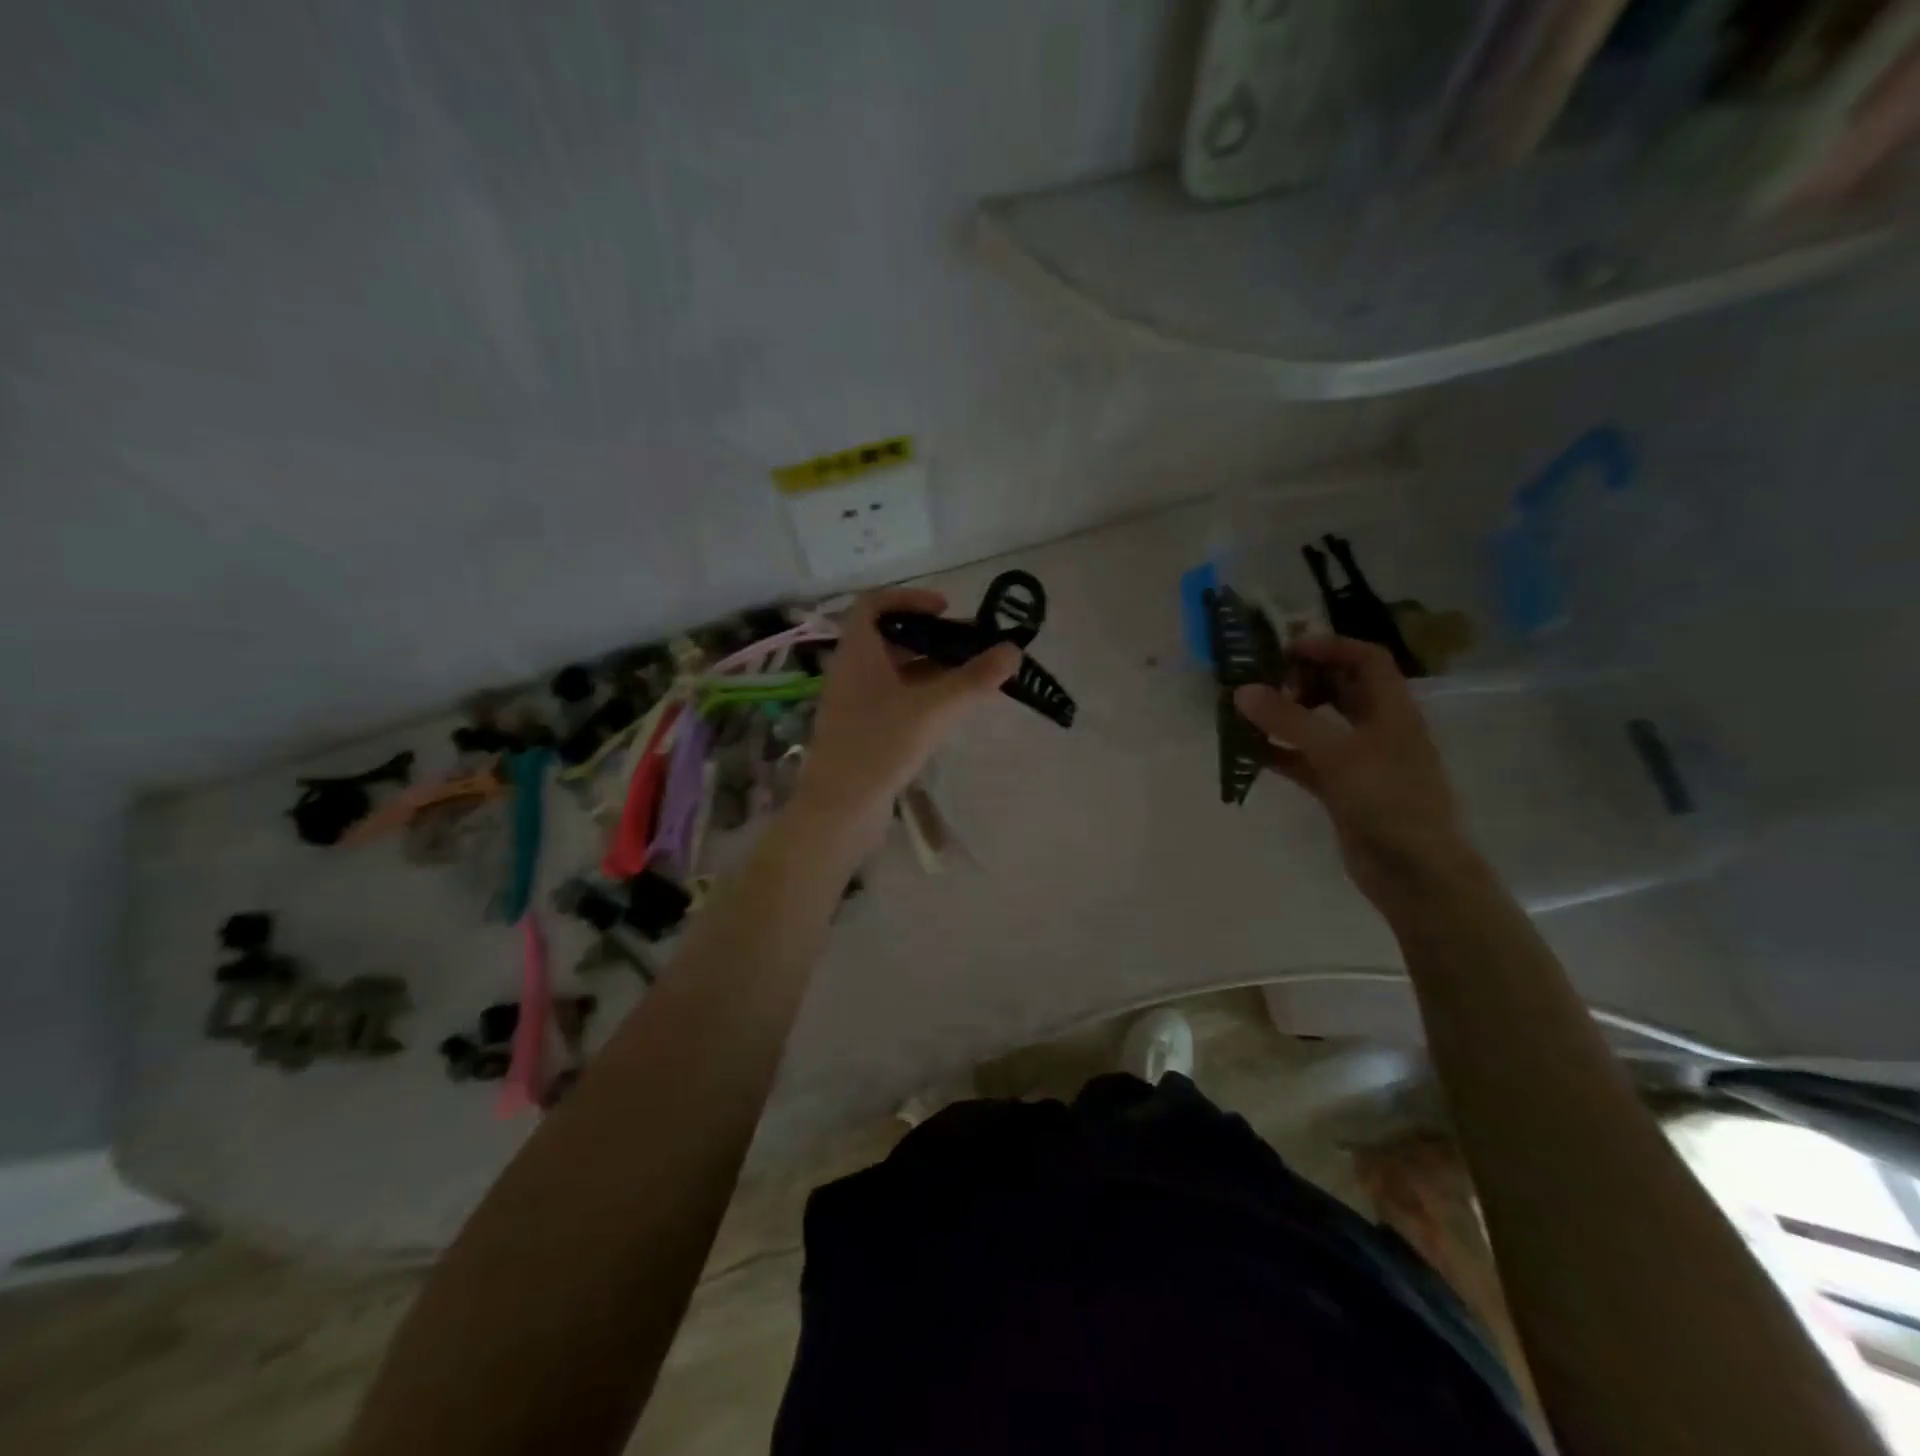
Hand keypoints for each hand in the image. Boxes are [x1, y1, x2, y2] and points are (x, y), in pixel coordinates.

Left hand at [792, 588, 1019, 839]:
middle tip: (970, 646)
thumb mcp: (934, 708)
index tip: (945, 609)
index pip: (873, 604)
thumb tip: (1013, 650)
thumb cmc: (880, 745)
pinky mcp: (862, 732)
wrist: (839, 808)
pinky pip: (894, 700)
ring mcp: (855, 704)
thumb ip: (975, 678)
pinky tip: (950, 711)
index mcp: (858, 653)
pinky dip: (921, 696)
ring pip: (894, 672)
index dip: (909, 598)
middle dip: (931, 638)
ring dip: (930, 669)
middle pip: (890, 639)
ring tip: (970, 678)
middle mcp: (851, 672)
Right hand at [1233, 637, 1471, 905]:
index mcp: (1392, 710)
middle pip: (1340, 688)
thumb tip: (1241, 691)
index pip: (1366, 659)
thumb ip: (1288, 721)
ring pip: (1319, 725)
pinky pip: (1305, 760)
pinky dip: (1280, 752)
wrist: (1414, 873)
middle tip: (1263, 684)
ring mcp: (1359, 761)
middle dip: (1301, 680)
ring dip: (1286, 716)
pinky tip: (1249, 752)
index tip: (1285, 649)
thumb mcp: (1336, 754)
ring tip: (1248, 713)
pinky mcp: (1341, 790)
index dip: (1329, 646)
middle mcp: (1377, 729)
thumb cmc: (1387, 801)